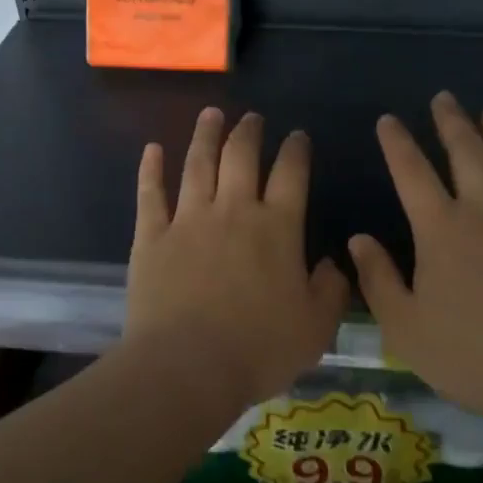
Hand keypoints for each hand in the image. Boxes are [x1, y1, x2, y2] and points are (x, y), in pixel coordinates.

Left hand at [125, 107, 349, 410]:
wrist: (188, 367)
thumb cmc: (259, 348)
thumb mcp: (316, 327)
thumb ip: (331, 290)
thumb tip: (331, 263)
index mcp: (277, 228)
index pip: (291, 174)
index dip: (296, 150)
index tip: (297, 136)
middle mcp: (233, 211)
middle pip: (241, 157)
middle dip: (248, 132)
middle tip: (251, 117)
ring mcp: (188, 220)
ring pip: (197, 164)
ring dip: (205, 136)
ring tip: (211, 114)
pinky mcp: (151, 238)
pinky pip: (150, 194)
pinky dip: (151, 169)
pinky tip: (153, 149)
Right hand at [348, 94, 482, 426]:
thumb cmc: (468, 355)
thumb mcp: (404, 326)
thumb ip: (379, 279)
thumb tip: (358, 239)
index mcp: (441, 231)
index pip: (412, 174)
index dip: (397, 144)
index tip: (388, 120)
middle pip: (467, 155)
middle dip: (452, 123)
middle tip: (444, 98)